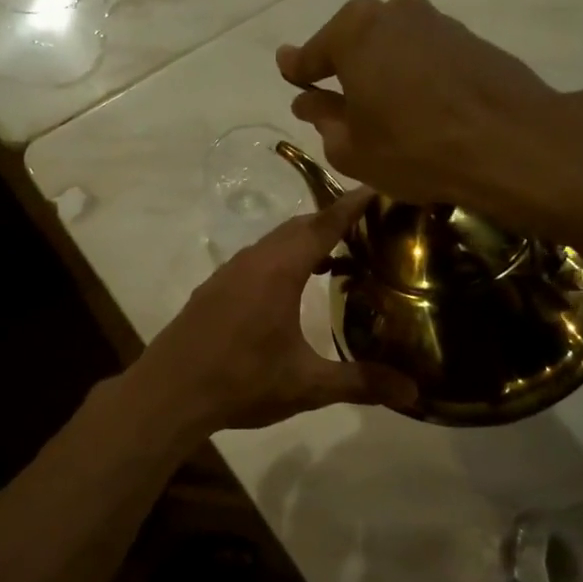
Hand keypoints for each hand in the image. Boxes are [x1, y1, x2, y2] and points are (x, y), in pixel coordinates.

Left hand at [123, 187, 417, 440]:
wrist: (168, 392)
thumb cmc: (241, 381)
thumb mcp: (306, 385)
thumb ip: (360, 382)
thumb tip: (414, 393)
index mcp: (278, 270)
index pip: (323, 224)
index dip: (352, 205)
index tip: (378, 188)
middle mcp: (254, 260)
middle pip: (299, 227)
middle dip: (332, 220)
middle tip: (369, 226)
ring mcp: (229, 272)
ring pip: (274, 242)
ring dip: (305, 241)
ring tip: (338, 254)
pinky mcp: (215, 288)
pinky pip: (257, 258)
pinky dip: (282, 258)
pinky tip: (292, 286)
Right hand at [277, 0, 570, 213]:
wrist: (512, 142)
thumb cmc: (415, 147)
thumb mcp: (352, 148)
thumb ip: (324, 119)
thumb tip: (308, 102)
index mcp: (353, 31)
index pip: (312, 53)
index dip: (298, 69)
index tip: (288, 73)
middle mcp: (393, 12)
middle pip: (355, 41)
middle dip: (344, 67)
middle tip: (339, 99)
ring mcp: (437, 21)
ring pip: (394, 45)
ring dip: (384, 70)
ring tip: (386, 108)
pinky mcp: (472, 38)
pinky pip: (427, 54)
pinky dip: (417, 74)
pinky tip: (423, 105)